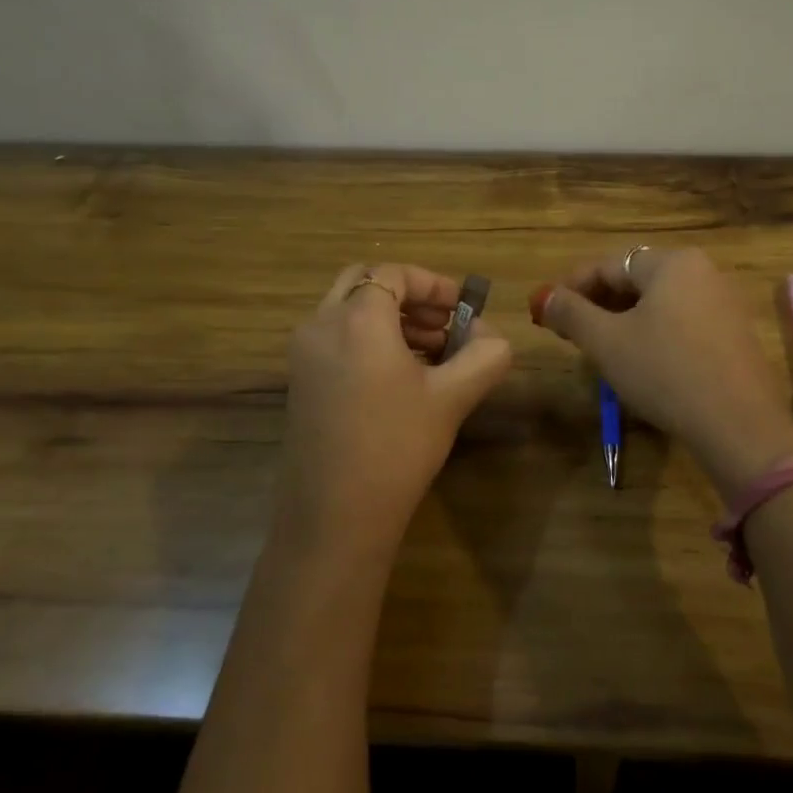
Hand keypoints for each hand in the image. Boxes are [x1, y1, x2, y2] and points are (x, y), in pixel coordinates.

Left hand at [280, 263, 511, 545]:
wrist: (334, 517)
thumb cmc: (397, 447)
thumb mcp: (453, 396)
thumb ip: (484, 355)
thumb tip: (493, 337)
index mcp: (356, 319)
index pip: (393, 274)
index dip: (433, 284)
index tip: (464, 308)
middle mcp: (320, 325)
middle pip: (363, 282)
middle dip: (408, 296)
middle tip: (444, 324)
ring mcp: (303, 355)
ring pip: (348, 311)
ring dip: (390, 318)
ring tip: (432, 352)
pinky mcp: (300, 382)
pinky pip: (336, 338)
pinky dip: (368, 339)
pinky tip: (400, 376)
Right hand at [532, 247, 792, 496]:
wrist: (739, 425)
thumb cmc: (665, 372)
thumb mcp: (607, 343)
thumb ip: (570, 313)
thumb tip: (544, 296)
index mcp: (672, 262)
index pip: (608, 265)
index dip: (572, 287)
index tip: (547, 312)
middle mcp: (702, 271)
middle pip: (636, 279)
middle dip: (598, 303)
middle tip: (570, 332)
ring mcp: (723, 302)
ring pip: (659, 301)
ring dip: (624, 319)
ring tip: (601, 348)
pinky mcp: (734, 333)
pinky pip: (682, 320)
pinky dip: (654, 332)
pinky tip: (642, 360)